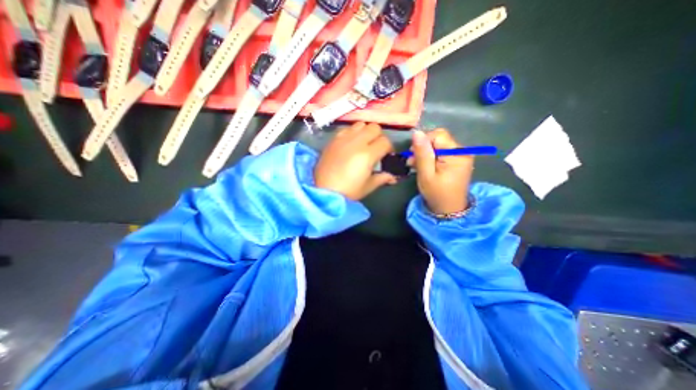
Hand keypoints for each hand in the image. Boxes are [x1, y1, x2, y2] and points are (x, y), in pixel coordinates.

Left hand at [316, 123, 395, 200]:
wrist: (323, 191)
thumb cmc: (348, 191)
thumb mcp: (368, 186)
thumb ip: (382, 178)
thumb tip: (393, 177)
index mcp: (367, 154)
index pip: (385, 142)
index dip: (388, 148)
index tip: (386, 156)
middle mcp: (356, 142)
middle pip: (374, 127)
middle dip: (378, 137)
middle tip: (375, 148)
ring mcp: (343, 139)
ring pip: (360, 124)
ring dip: (365, 132)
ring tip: (362, 144)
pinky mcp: (333, 139)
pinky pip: (346, 128)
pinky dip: (352, 133)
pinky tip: (349, 144)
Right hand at [409, 128, 472, 213]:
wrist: (449, 210)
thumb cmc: (436, 193)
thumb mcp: (426, 174)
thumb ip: (422, 153)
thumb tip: (417, 133)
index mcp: (456, 154)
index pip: (438, 135)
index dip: (423, 142)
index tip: (413, 155)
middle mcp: (462, 151)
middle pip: (439, 139)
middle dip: (423, 148)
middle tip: (412, 162)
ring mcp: (462, 156)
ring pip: (439, 145)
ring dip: (425, 153)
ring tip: (415, 165)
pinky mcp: (458, 160)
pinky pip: (442, 152)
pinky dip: (432, 157)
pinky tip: (424, 166)